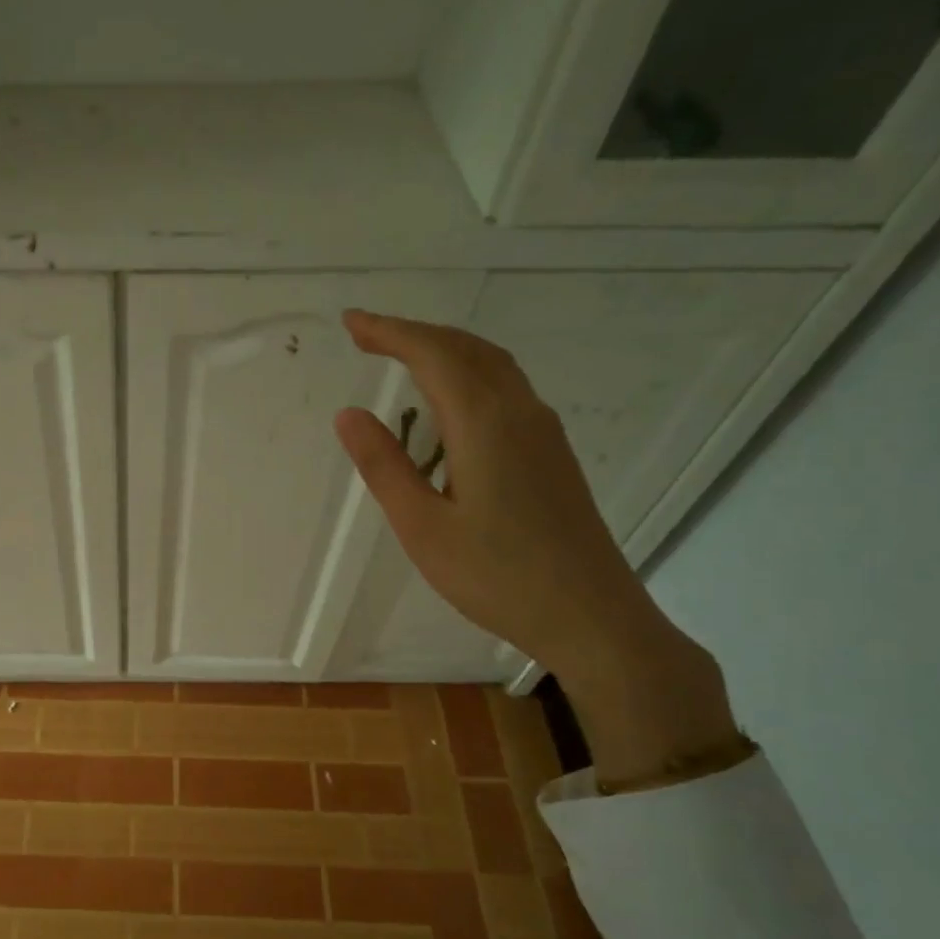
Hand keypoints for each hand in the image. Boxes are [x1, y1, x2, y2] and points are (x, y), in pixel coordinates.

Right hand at [333, 309, 736, 780]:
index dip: (389, 332)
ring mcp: (543, 432)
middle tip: (367, 335)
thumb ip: (385, 466)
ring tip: (401, 357)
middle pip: (467, 349)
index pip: (432, 356)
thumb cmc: (496, 577)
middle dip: (414, 334)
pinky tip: (450, 403)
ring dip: (444, 350)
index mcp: (485, 424)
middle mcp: (520, 413)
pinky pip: (506, 389)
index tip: (351, 323)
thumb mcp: (422, 527)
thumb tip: (349, 413)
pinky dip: (468, 374)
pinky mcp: (552, 453)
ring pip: (492, 366)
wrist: (591, 615)